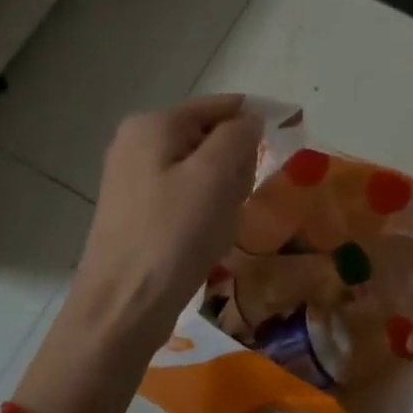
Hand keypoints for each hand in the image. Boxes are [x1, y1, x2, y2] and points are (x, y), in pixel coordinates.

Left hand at [62, 95, 263, 361]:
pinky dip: (205, 212)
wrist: (123, 306)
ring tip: (219, 226)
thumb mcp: (213, 177)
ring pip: (201, 171)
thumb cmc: (173, 236)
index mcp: (153, 125)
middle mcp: (137, 142)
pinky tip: (206, 239)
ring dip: (223, 194)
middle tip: (236, 201)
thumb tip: (250, 118)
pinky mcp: (137, 210)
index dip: (256, 119)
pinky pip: (186, 196)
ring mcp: (134, 178)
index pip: (219, 106)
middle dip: (235, 166)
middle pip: (210, 138)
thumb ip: (236, 136)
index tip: (289, 139)